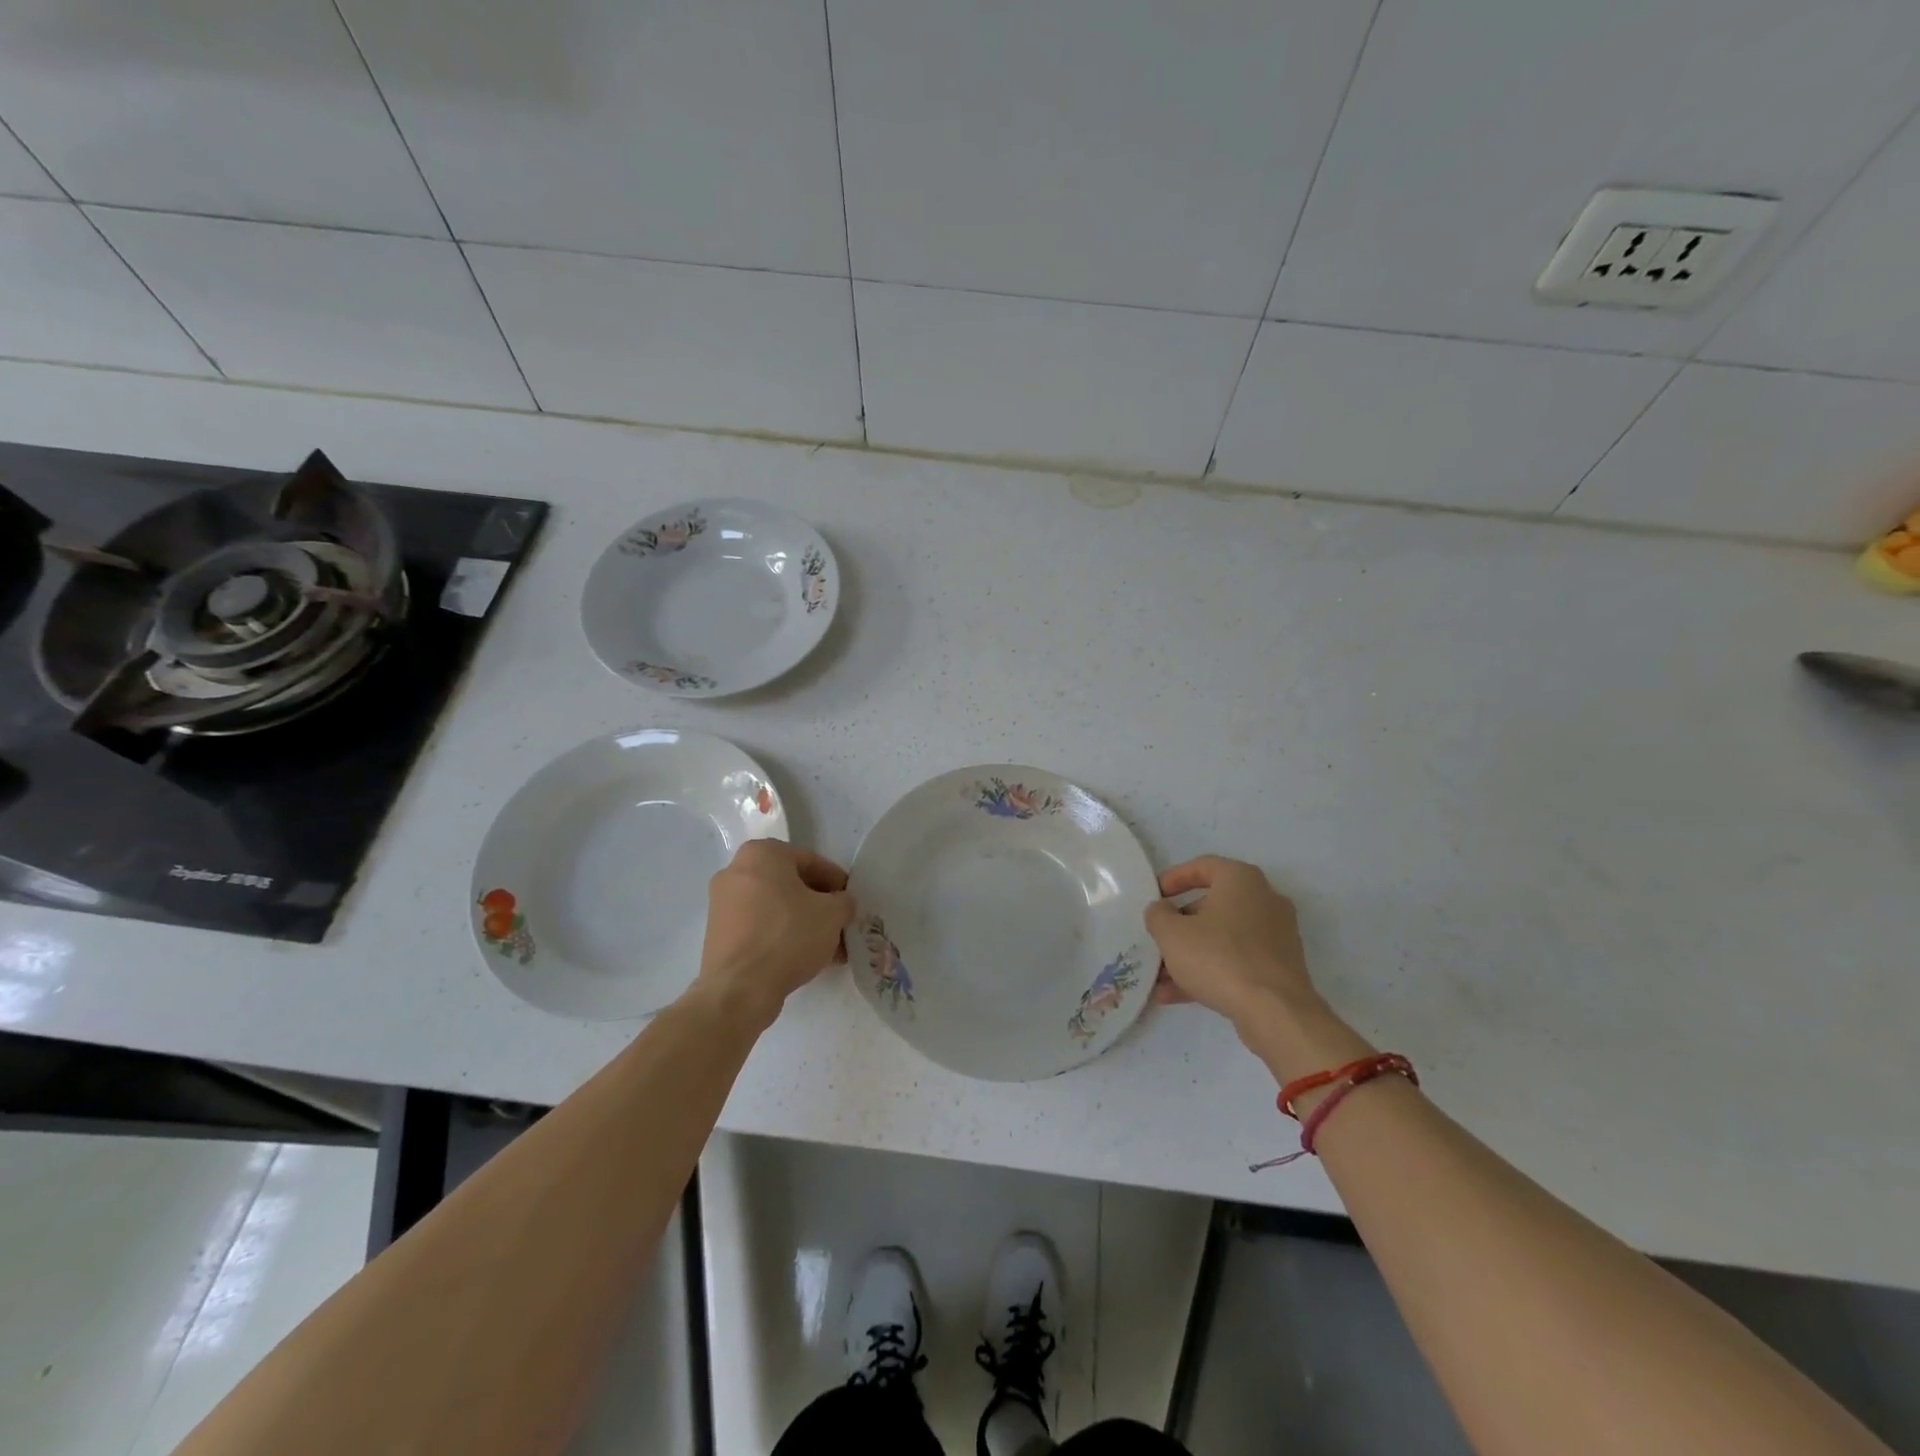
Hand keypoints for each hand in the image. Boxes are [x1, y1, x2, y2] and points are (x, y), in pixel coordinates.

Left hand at [696, 840, 854, 1027]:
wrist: (739, 989)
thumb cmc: (788, 936)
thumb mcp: (832, 914)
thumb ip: (844, 901)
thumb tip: (841, 904)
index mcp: (761, 854)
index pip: (811, 861)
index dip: (837, 882)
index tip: (850, 902)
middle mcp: (736, 870)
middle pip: (791, 884)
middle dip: (819, 905)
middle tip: (840, 924)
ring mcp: (723, 903)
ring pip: (776, 907)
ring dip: (803, 923)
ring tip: (828, 948)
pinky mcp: (718, 933)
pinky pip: (760, 926)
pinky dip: (782, 936)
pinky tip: (804, 958)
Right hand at [1144, 855, 1316, 1027]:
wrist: (1275, 1012)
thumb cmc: (1219, 957)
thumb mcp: (1172, 933)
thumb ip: (1158, 915)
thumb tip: (1161, 910)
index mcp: (1241, 880)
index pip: (1203, 866)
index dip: (1174, 878)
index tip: (1155, 894)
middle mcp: (1264, 900)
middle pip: (1212, 905)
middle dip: (1180, 924)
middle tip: (1158, 938)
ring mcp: (1276, 935)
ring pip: (1223, 937)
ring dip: (1191, 953)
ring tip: (1160, 977)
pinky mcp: (1279, 966)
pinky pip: (1236, 960)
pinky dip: (1210, 970)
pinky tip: (1176, 995)